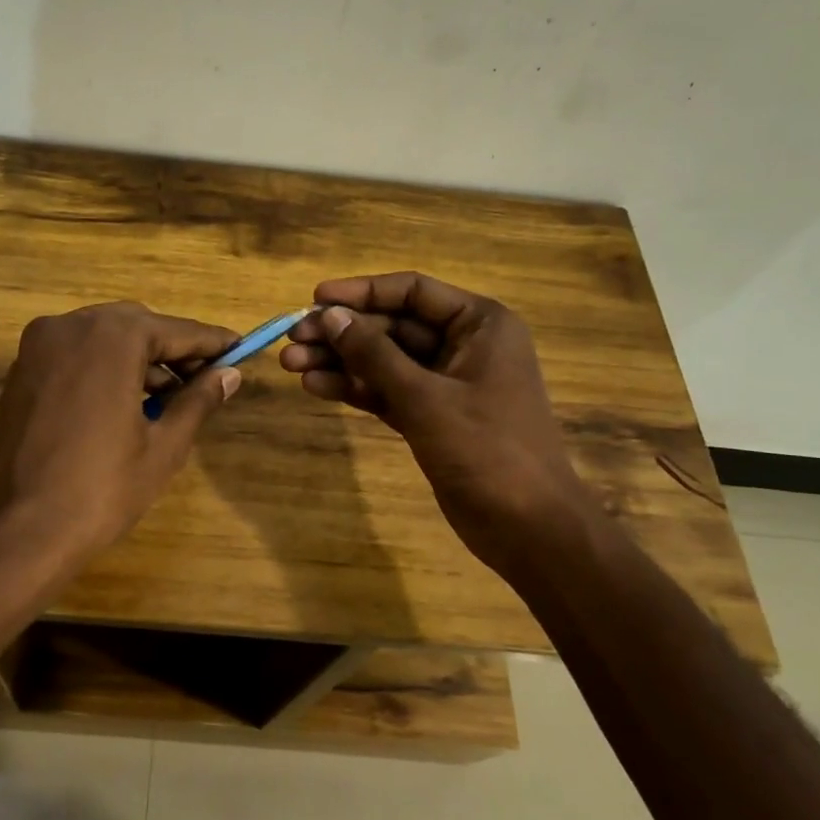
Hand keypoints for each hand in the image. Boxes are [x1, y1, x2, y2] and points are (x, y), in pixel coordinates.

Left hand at [0, 302, 241, 570]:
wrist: (17, 531)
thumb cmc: (101, 489)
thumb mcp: (163, 446)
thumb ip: (198, 400)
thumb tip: (229, 375)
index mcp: (112, 337)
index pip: (176, 330)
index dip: (212, 343)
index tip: (240, 349)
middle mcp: (71, 325)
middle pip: (137, 327)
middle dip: (172, 351)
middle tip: (204, 380)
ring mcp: (39, 345)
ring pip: (104, 338)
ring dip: (138, 360)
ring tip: (168, 400)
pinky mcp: (21, 370)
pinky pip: (75, 355)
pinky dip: (105, 368)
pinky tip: (125, 403)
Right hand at [279, 272, 590, 572]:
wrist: (528, 528)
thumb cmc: (487, 450)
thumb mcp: (425, 397)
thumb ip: (374, 354)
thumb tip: (329, 315)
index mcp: (480, 324)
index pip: (412, 292)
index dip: (361, 292)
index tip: (314, 298)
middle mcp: (463, 345)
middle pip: (392, 327)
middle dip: (342, 333)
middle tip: (292, 338)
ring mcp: (446, 384)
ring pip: (384, 361)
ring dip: (340, 362)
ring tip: (291, 364)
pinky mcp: (431, 417)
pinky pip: (386, 391)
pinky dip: (354, 389)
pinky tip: (316, 386)